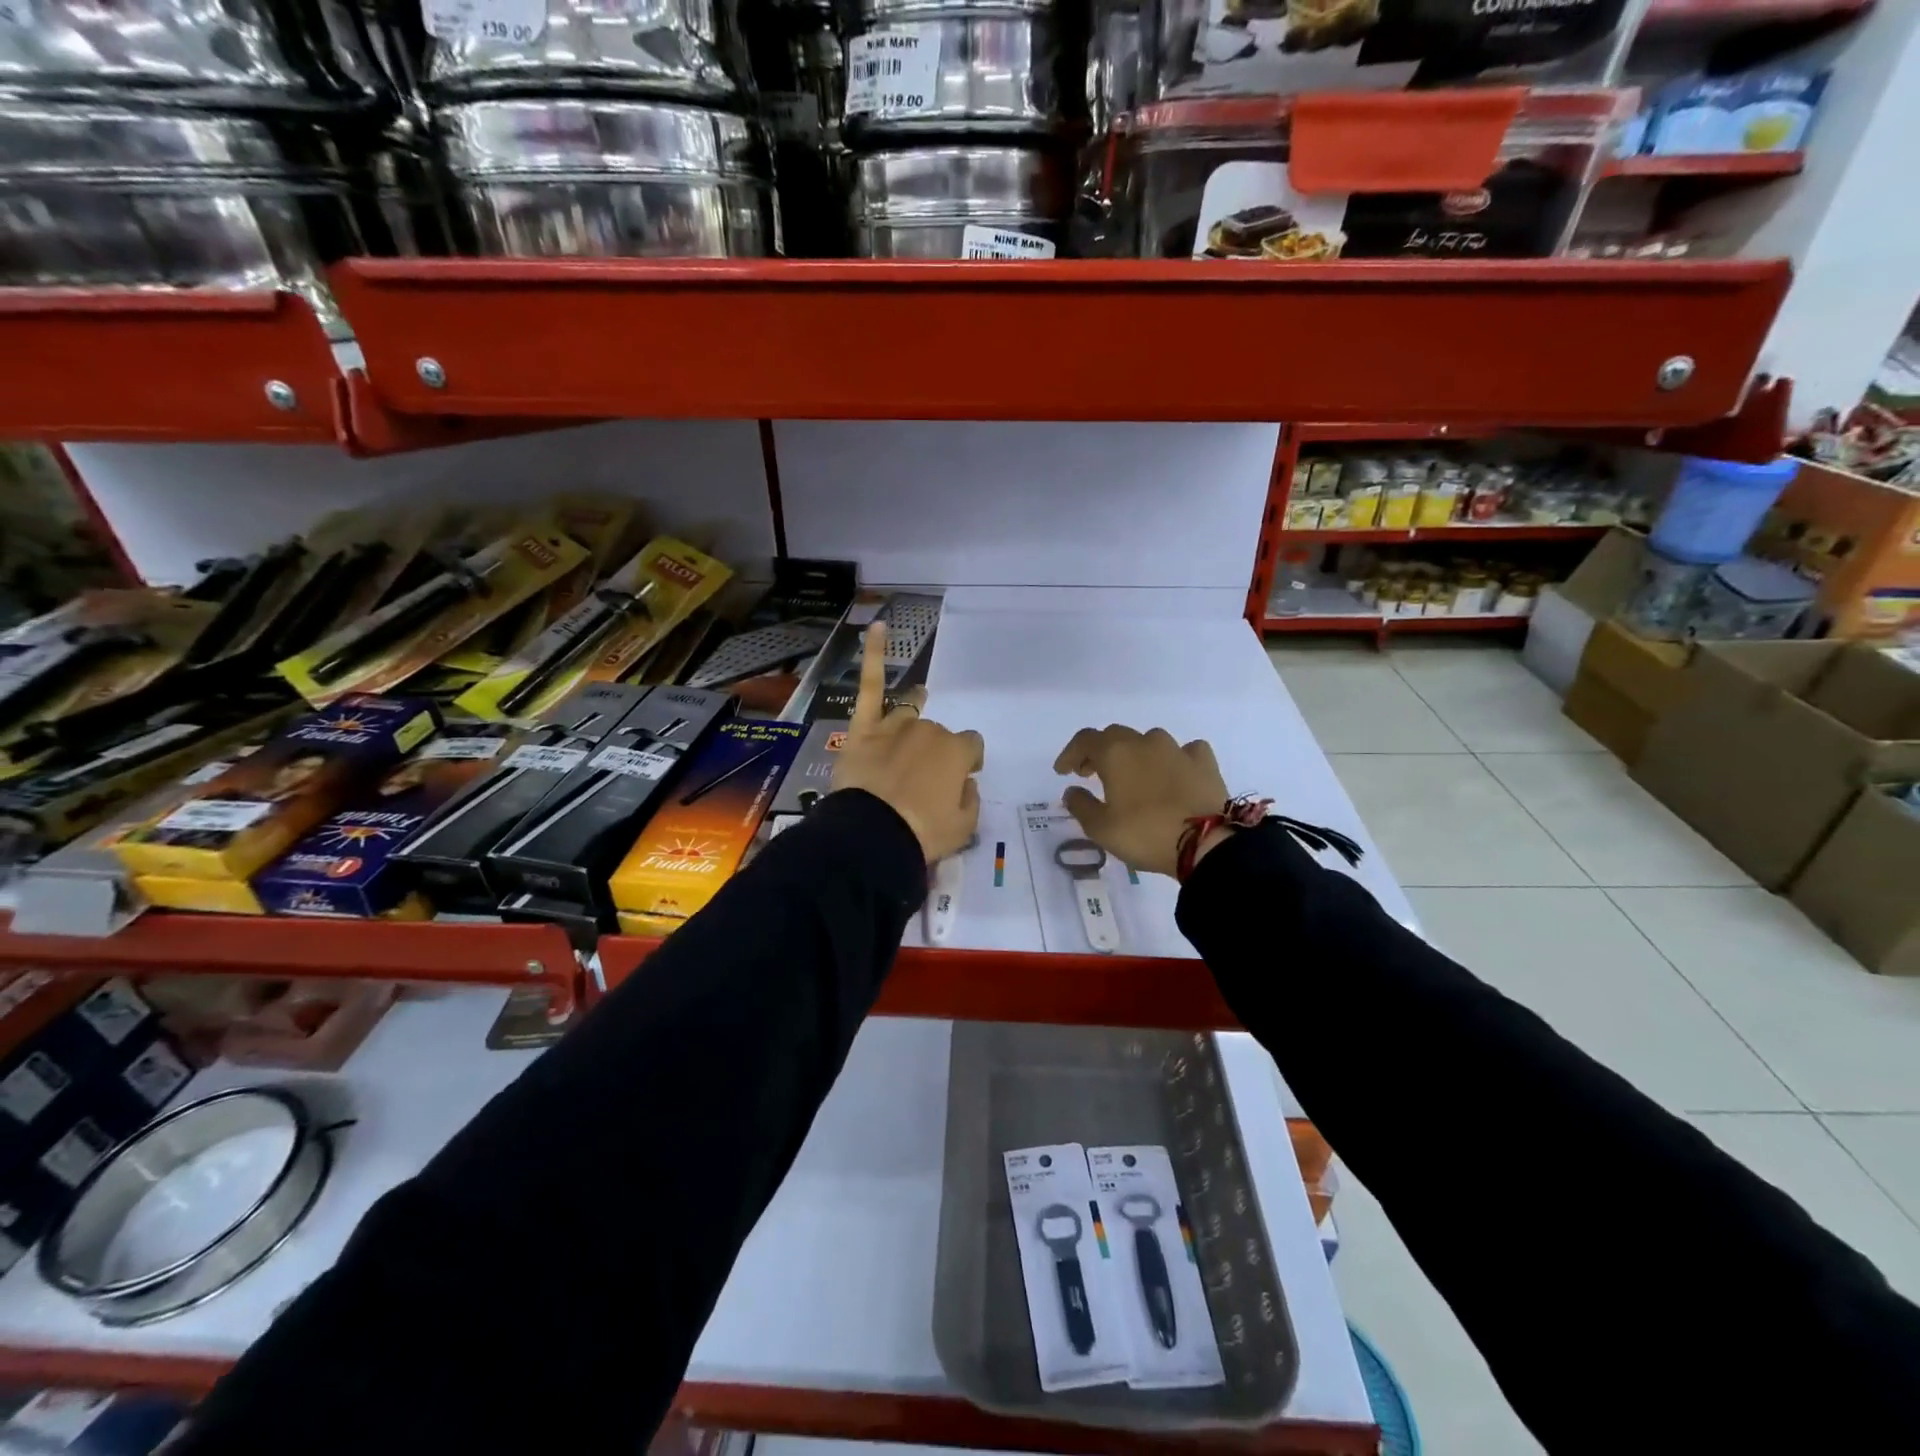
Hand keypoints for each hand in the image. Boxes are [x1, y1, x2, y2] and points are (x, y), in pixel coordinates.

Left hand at [831, 622, 983, 860]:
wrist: (873, 837)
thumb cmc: (924, 833)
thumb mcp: (964, 827)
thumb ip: (969, 799)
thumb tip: (963, 784)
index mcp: (956, 751)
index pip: (971, 746)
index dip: (967, 762)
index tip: (961, 780)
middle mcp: (928, 731)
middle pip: (937, 733)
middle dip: (935, 752)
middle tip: (923, 781)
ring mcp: (894, 726)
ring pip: (909, 715)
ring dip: (913, 719)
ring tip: (913, 718)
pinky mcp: (863, 729)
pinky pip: (869, 686)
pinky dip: (873, 654)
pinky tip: (879, 627)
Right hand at [1053, 725, 1227, 877]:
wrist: (1206, 843)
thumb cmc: (1145, 834)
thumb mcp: (1101, 828)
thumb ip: (1081, 805)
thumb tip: (1072, 790)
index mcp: (1115, 753)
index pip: (1084, 740)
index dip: (1070, 753)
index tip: (1063, 772)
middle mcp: (1145, 742)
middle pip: (1115, 736)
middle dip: (1099, 752)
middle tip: (1091, 773)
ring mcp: (1177, 749)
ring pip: (1149, 741)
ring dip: (1135, 754)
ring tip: (1133, 776)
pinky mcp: (1204, 762)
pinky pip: (1184, 751)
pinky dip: (1173, 759)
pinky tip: (1174, 772)